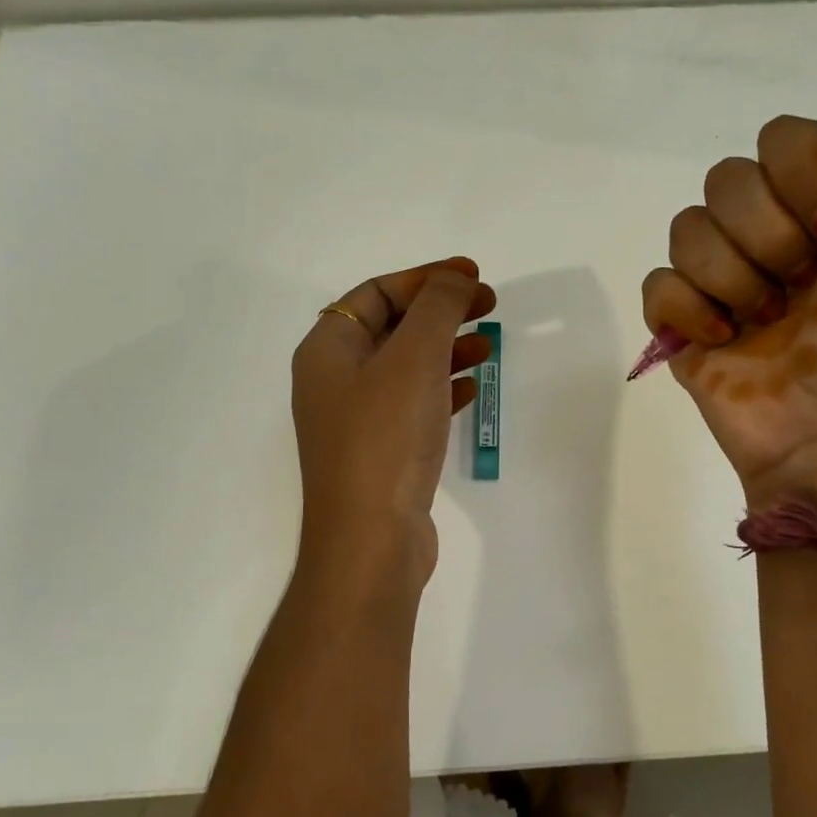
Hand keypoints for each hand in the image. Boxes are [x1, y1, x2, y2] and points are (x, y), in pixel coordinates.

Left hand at [291, 257, 495, 593]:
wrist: (371, 539)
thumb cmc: (386, 437)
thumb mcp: (414, 358)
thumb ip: (437, 308)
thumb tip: (453, 278)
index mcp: (328, 349)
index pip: (376, 293)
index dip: (425, 278)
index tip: (473, 276)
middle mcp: (335, 380)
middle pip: (392, 327)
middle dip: (440, 311)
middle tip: (488, 305)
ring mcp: (356, 420)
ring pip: (405, 367)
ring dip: (446, 349)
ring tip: (488, 345)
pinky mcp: (380, 452)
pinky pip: (413, 404)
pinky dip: (442, 388)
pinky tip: (472, 389)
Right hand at [641, 35, 816, 503]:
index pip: (782, 137)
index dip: (803, 180)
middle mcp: (764, 229)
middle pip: (726, 179)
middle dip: (769, 241)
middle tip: (800, 292)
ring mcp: (716, 275)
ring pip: (687, 229)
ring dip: (734, 282)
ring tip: (762, 326)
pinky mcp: (678, 318)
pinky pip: (658, 284)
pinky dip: (690, 312)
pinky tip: (721, 341)